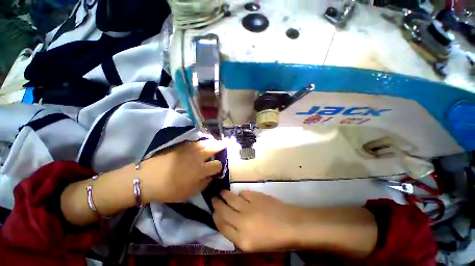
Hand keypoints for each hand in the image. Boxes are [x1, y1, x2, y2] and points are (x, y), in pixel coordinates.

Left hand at [140, 140, 225, 202]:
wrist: (147, 178)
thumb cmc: (169, 189)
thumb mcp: (189, 193)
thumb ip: (203, 184)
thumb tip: (211, 177)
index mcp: (201, 170)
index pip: (217, 165)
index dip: (220, 167)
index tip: (217, 169)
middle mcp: (198, 157)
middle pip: (214, 147)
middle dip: (221, 146)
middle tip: (225, 145)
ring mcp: (190, 149)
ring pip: (206, 142)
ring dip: (213, 142)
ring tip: (216, 143)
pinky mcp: (182, 145)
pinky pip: (196, 141)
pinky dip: (202, 141)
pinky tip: (202, 143)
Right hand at [212, 190, 302, 251]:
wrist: (292, 225)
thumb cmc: (274, 239)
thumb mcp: (253, 245)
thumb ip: (238, 234)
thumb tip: (229, 221)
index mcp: (242, 240)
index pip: (222, 227)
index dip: (215, 217)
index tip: (213, 212)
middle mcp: (242, 223)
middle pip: (224, 211)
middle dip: (216, 204)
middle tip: (213, 198)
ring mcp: (249, 207)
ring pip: (231, 199)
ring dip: (225, 195)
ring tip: (221, 192)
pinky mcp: (256, 196)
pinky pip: (243, 193)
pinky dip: (240, 194)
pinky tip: (240, 195)